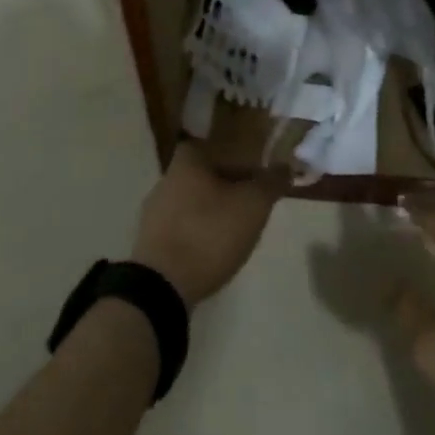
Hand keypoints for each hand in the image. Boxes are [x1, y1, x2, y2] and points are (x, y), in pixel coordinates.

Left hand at [130, 143, 275, 307]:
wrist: (162, 287)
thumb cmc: (209, 233)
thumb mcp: (253, 205)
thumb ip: (271, 183)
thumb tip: (285, 167)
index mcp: (187, 163)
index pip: (210, 147)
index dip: (232, 158)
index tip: (251, 175)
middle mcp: (165, 181)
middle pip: (201, 176)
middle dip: (225, 188)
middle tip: (250, 205)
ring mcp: (153, 214)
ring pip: (191, 203)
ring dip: (211, 213)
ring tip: (235, 232)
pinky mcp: (149, 244)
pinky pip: (180, 229)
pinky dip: (197, 235)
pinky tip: (212, 253)